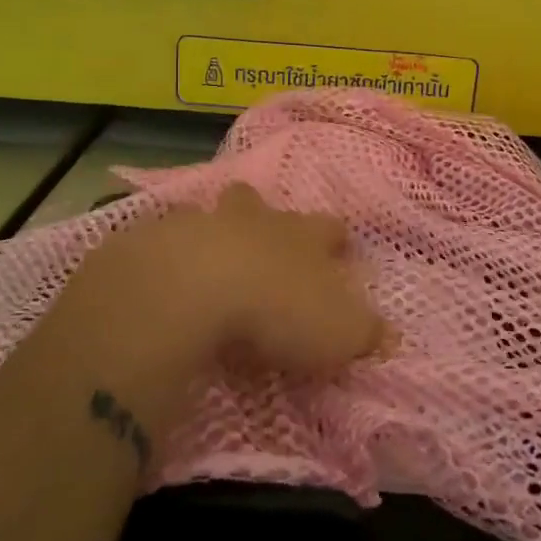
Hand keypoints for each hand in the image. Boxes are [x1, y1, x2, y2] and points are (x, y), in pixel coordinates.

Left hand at [57, 183, 390, 380]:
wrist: (190, 289)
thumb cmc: (275, 309)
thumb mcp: (337, 332)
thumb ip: (365, 332)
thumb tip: (389, 336)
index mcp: (300, 237)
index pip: (328, 228)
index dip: (335, 238)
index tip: (340, 248)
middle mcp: (252, 221)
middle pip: (260, 204)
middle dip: (262, 214)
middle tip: (260, 235)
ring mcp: (199, 225)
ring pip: (207, 215)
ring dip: (210, 231)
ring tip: (205, 257)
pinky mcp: (150, 241)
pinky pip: (159, 241)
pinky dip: (164, 254)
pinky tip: (160, 278)